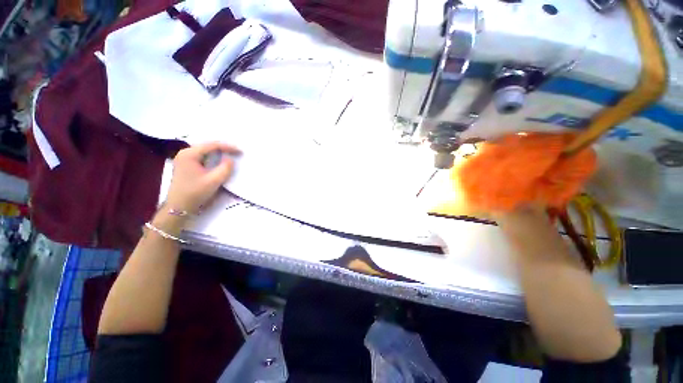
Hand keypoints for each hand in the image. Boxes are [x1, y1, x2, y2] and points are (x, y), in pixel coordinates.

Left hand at [165, 142, 239, 213]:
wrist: (179, 207)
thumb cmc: (195, 193)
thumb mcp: (214, 181)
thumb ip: (225, 168)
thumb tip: (230, 159)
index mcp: (189, 154)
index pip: (212, 145)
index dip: (228, 147)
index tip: (240, 151)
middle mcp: (185, 153)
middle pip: (207, 146)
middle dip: (223, 148)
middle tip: (237, 152)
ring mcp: (184, 159)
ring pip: (205, 151)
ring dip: (218, 153)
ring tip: (231, 154)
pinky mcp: (186, 165)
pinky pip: (202, 157)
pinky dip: (213, 157)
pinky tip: (220, 160)